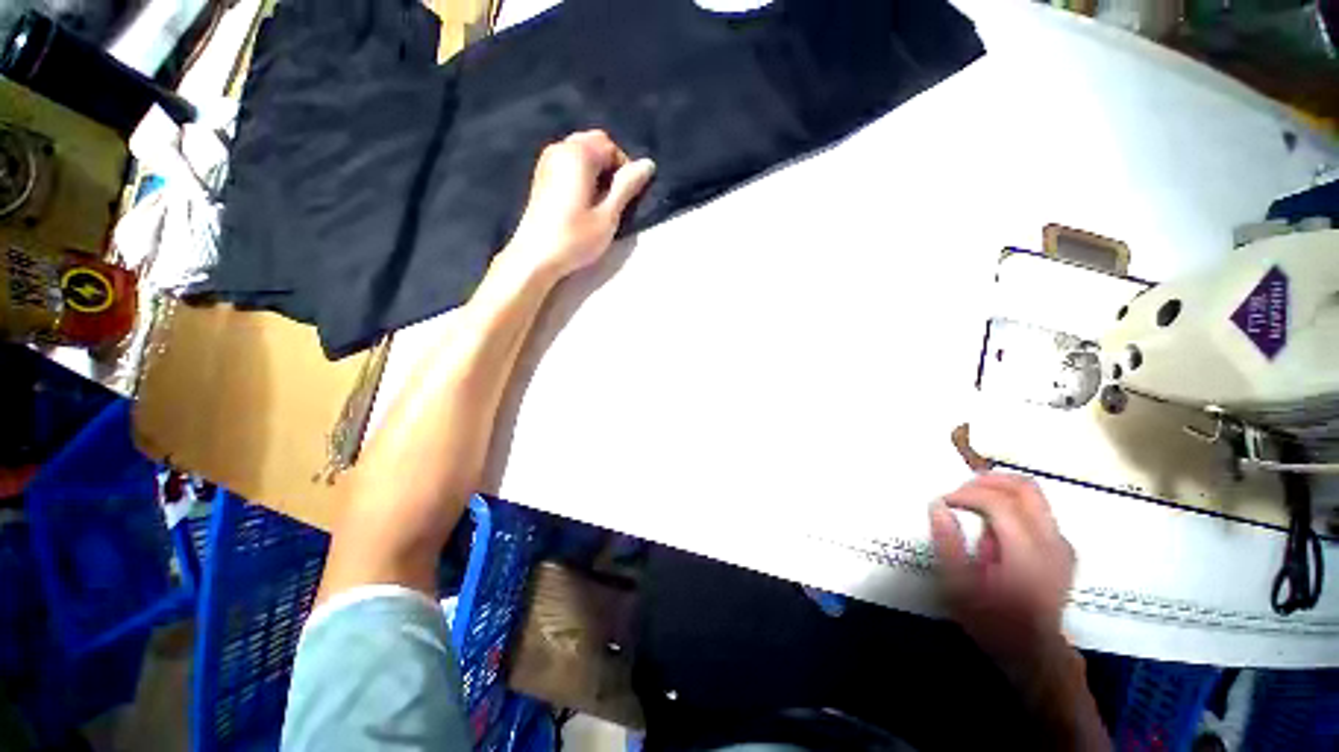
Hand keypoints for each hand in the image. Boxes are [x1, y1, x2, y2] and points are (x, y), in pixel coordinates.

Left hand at [507, 130, 655, 278]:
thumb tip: (648, 163)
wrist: (535, 257)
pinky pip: (568, 163)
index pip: (610, 146)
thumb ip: (627, 187)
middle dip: (609, 166)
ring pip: (580, 152)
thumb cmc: (575, 239)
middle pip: (593, 143)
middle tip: (614, 198)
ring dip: (595, 170)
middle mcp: (559, 149)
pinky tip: (582, 201)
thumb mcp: (608, 216)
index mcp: (577, 154)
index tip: (625, 197)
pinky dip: (581, 174)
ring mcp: (546, 161)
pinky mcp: (541, 176)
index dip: (624, 169)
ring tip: (599, 201)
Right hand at [929, 473, 1074, 673]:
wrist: (1034, 652)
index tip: (944, 502)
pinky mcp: (1062, 547)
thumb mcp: (959, 587)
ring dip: (997, 490)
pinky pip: (1036, 510)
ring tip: (971, 505)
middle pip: (1024, 488)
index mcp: (1028, 554)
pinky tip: (991, 522)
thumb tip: (937, 505)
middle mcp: (1052, 543)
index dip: (966, 494)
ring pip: (1032, 495)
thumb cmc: (993, 621)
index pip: (999, 503)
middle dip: (987, 480)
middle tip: (959, 491)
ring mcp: (1062, 544)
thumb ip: (948, 543)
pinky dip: (1010, 503)